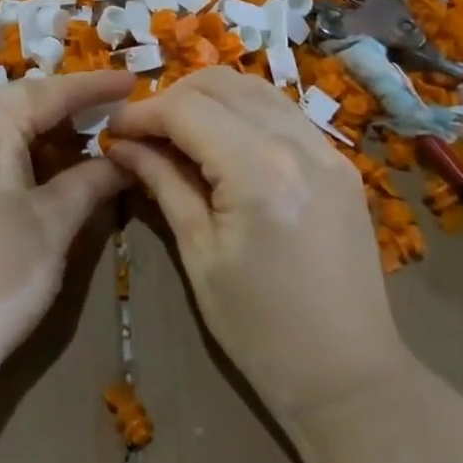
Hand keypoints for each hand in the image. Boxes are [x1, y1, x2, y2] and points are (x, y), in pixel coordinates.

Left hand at [0, 69, 134, 419]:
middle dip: (69, 107)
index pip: (50, 92)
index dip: (95, 87)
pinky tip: (45, 168)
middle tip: (114, 112)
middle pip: (22, 102)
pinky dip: (18, 149)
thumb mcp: (55, 222)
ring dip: (43, 129)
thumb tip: (124, 158)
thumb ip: (92, 180)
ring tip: (87, 141)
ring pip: (0, 123)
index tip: (134, 81)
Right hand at [106, 68, 410, 429]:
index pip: (186, 110)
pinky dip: (243, 110)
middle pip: (220, 84)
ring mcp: (327, 149)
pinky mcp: (339, 163)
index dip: (142, 114)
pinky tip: (222, 140)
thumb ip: (162, 183)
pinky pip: (282, 111)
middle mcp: (298, 144)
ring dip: (208, 97)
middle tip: (143, 132)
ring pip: (254, 87)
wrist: (350, 379)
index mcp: (259, 172)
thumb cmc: (260, 330)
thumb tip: (121, 144)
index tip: (112, 130)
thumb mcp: (199, 254)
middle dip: (172, 98)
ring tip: (178, 131)